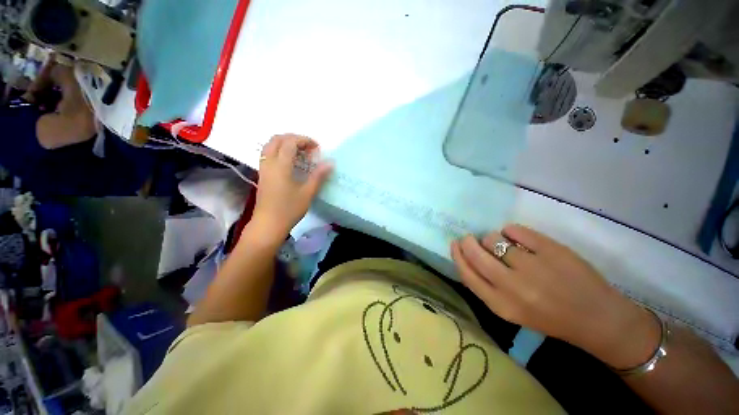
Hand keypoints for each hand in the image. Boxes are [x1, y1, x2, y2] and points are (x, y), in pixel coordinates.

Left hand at [251, 134, 332, 240]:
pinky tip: (290, 162)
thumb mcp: (307, 193)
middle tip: (308, 147)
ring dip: (285, 143)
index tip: (316, 148)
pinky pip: (268, 154)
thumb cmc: (289, 209)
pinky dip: (279, 150)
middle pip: (277, 139)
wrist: (268, 225)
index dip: (304, 140)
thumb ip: (318, 176)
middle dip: (294, 138)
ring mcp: (263, 168)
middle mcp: (269, 163)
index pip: (290, 142)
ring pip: (270, 145)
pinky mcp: (262, 174)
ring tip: (299, 152)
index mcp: (281, 166)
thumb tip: (330, 163)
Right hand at [451, 224, 660, 368]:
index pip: (466, 273)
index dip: (457, 255)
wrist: (598, 319)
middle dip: (468, 241)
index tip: (455, 244)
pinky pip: (514, 229)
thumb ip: (486, 286)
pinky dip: (510, 230)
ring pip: (493, 238)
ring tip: (504, 243)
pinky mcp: (550, 249)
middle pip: (475, 253)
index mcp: (501, 304)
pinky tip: (518, 237)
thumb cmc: (550, 317)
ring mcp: (532, 266)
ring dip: (493, 238)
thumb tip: (469, 256)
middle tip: (470, 237)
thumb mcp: (510, 311)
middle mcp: (512, 286)